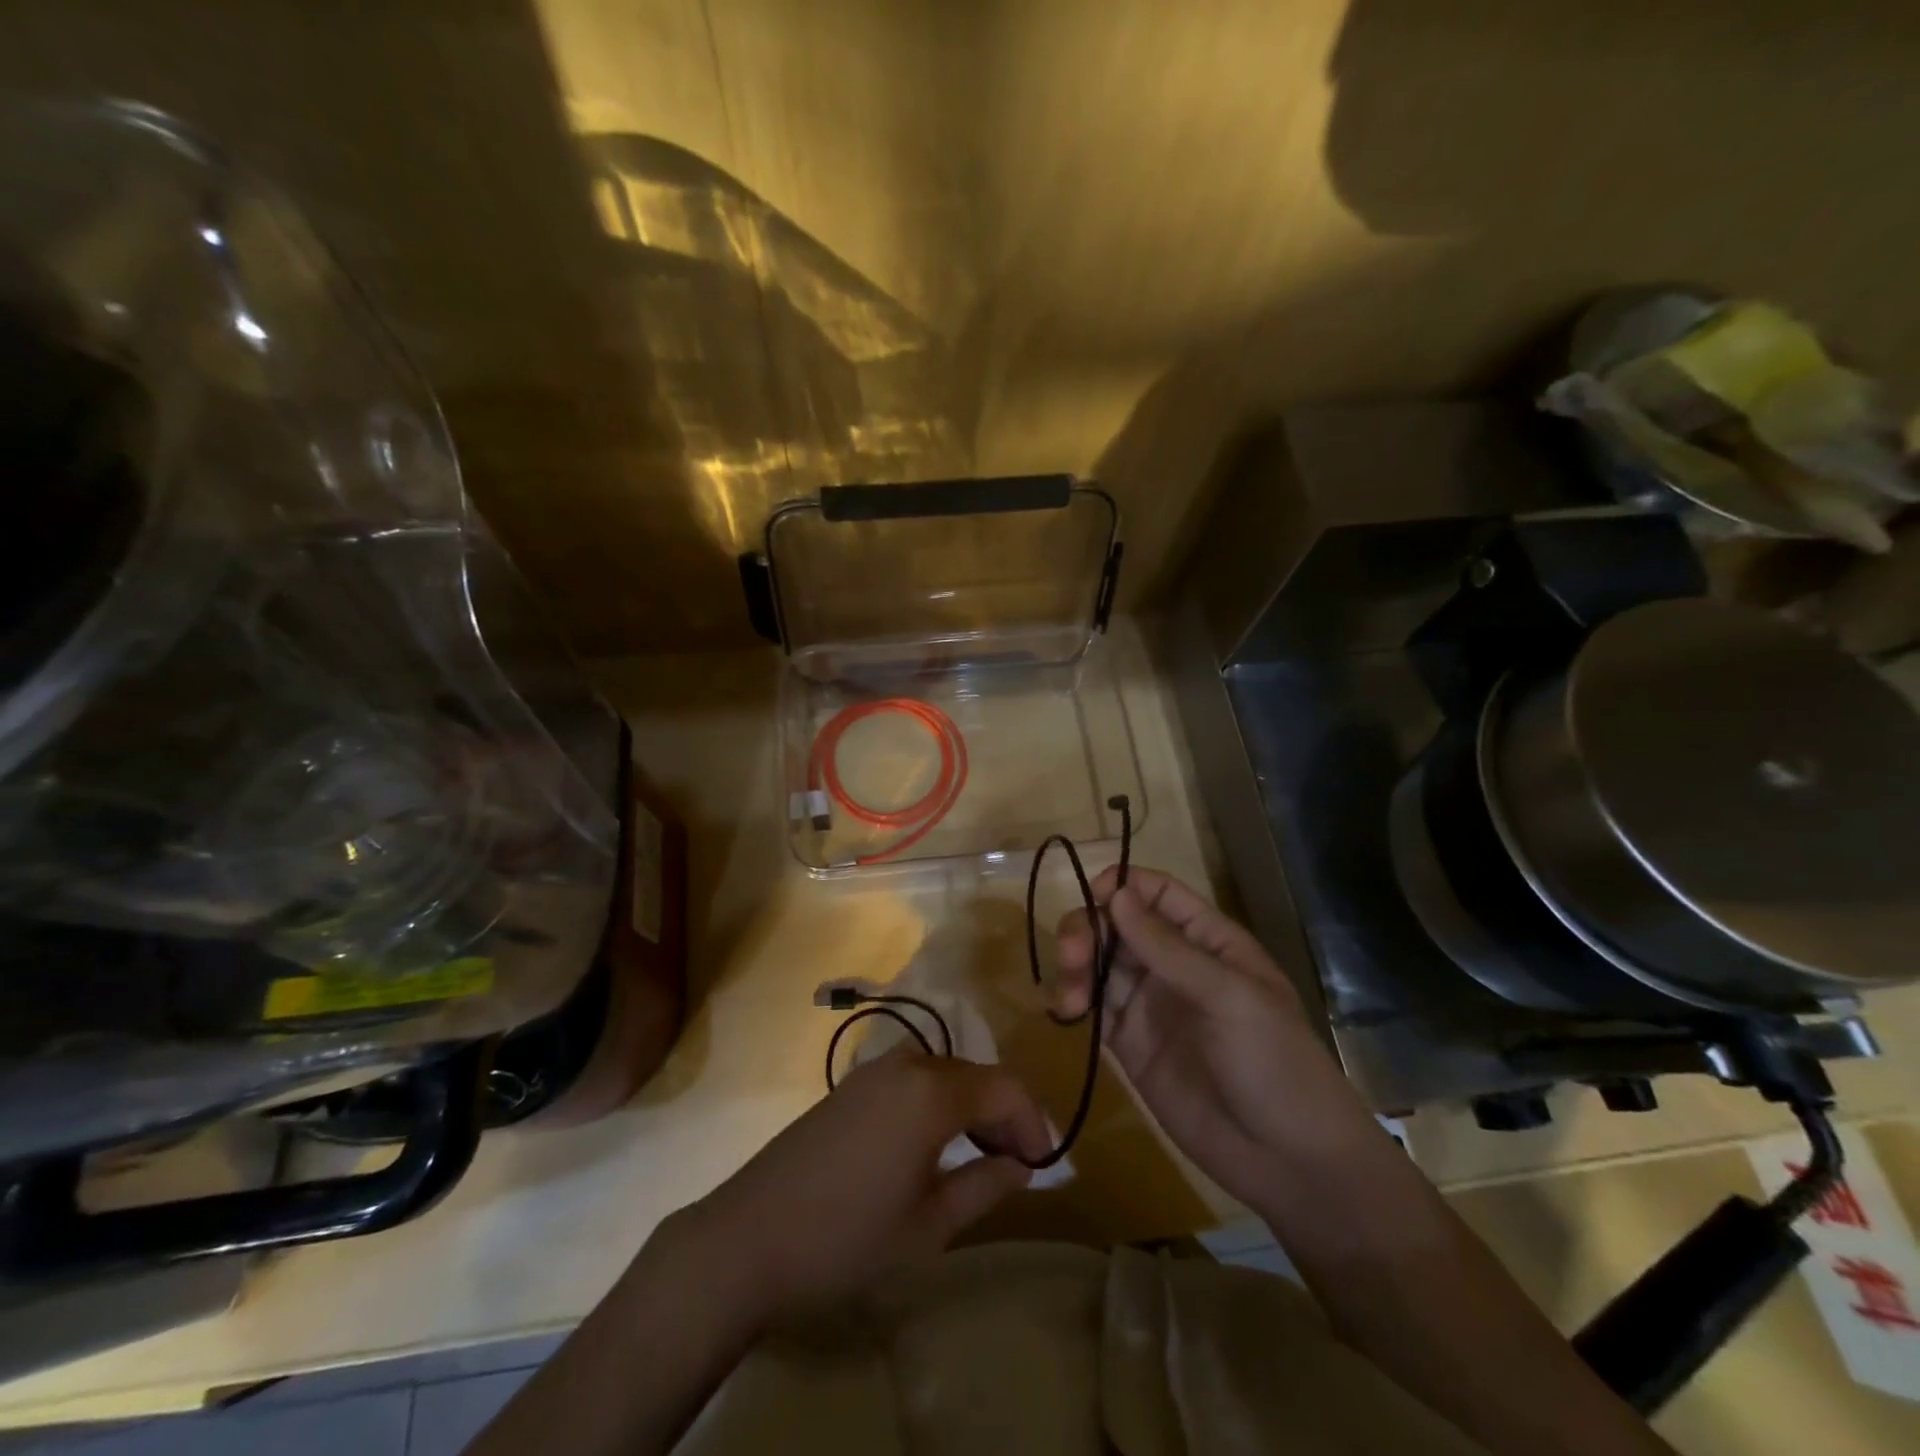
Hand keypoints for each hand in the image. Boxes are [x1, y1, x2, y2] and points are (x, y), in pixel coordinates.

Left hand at [673, 1052, 1050, 1327]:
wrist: (748, 1237)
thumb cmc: (848, 1238)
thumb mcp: (929, 1226)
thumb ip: (985, 1184)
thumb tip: (1021, 1164)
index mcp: (932, 1091)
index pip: (1004, 1088)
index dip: (1032, 1122)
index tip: (1045, 1163)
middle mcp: (906, 1064)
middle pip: (974, 1076)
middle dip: (1003, 1115)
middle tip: (1017, 1164)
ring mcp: (872, 1071)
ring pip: (943, 1075)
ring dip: (970, 1109)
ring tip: (980, 1157)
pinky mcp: (849, 1086)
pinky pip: (911, 1081)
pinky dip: (936, 1105)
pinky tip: (933, 1146)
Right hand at [1054, 867, 1377, 1213]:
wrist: (1288, 1161)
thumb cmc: (1274, 1063)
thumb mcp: (1230, 997)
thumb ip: (1168, 948)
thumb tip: (1116, 894)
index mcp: (1207, 940)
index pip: (1156, 893)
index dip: (1121, 886)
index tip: (1092, 898)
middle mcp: (1173, 963)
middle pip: (1116, 924)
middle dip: (1087, 928)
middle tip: (1071, 955)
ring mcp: (1149, 1003)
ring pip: (1098, 962)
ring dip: (1075, 964)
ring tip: (1071, 996)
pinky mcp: (1129, 1043)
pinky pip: (1093, 1006)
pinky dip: (1073, 999)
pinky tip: (1067, 1010)